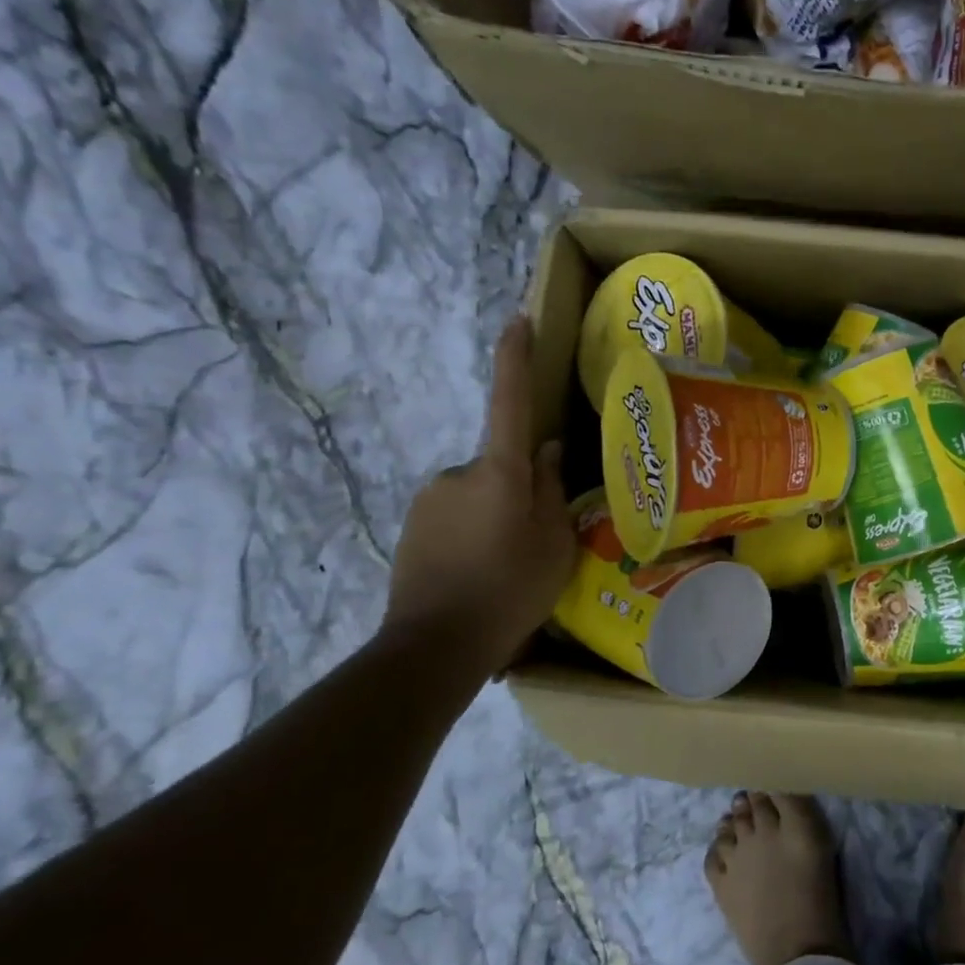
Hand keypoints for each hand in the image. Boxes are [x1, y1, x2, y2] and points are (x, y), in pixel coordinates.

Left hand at [384, 318, 574, 674]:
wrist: (435, 645)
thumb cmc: (511, 589)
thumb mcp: (555, 543)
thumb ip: (551, 491)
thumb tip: (546, 450)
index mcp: (498, 472)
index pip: (509, 402)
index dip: (514, 359)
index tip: (518, 320)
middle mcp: (457, 475)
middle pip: (499, 466)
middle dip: (518, 491)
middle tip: (535, 539)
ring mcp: (427, 502)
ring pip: (477, 496)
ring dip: (495, 518)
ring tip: (508, 567)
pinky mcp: (410, 529)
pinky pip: (454, 520)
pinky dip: (471, 538)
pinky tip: (480, 577)